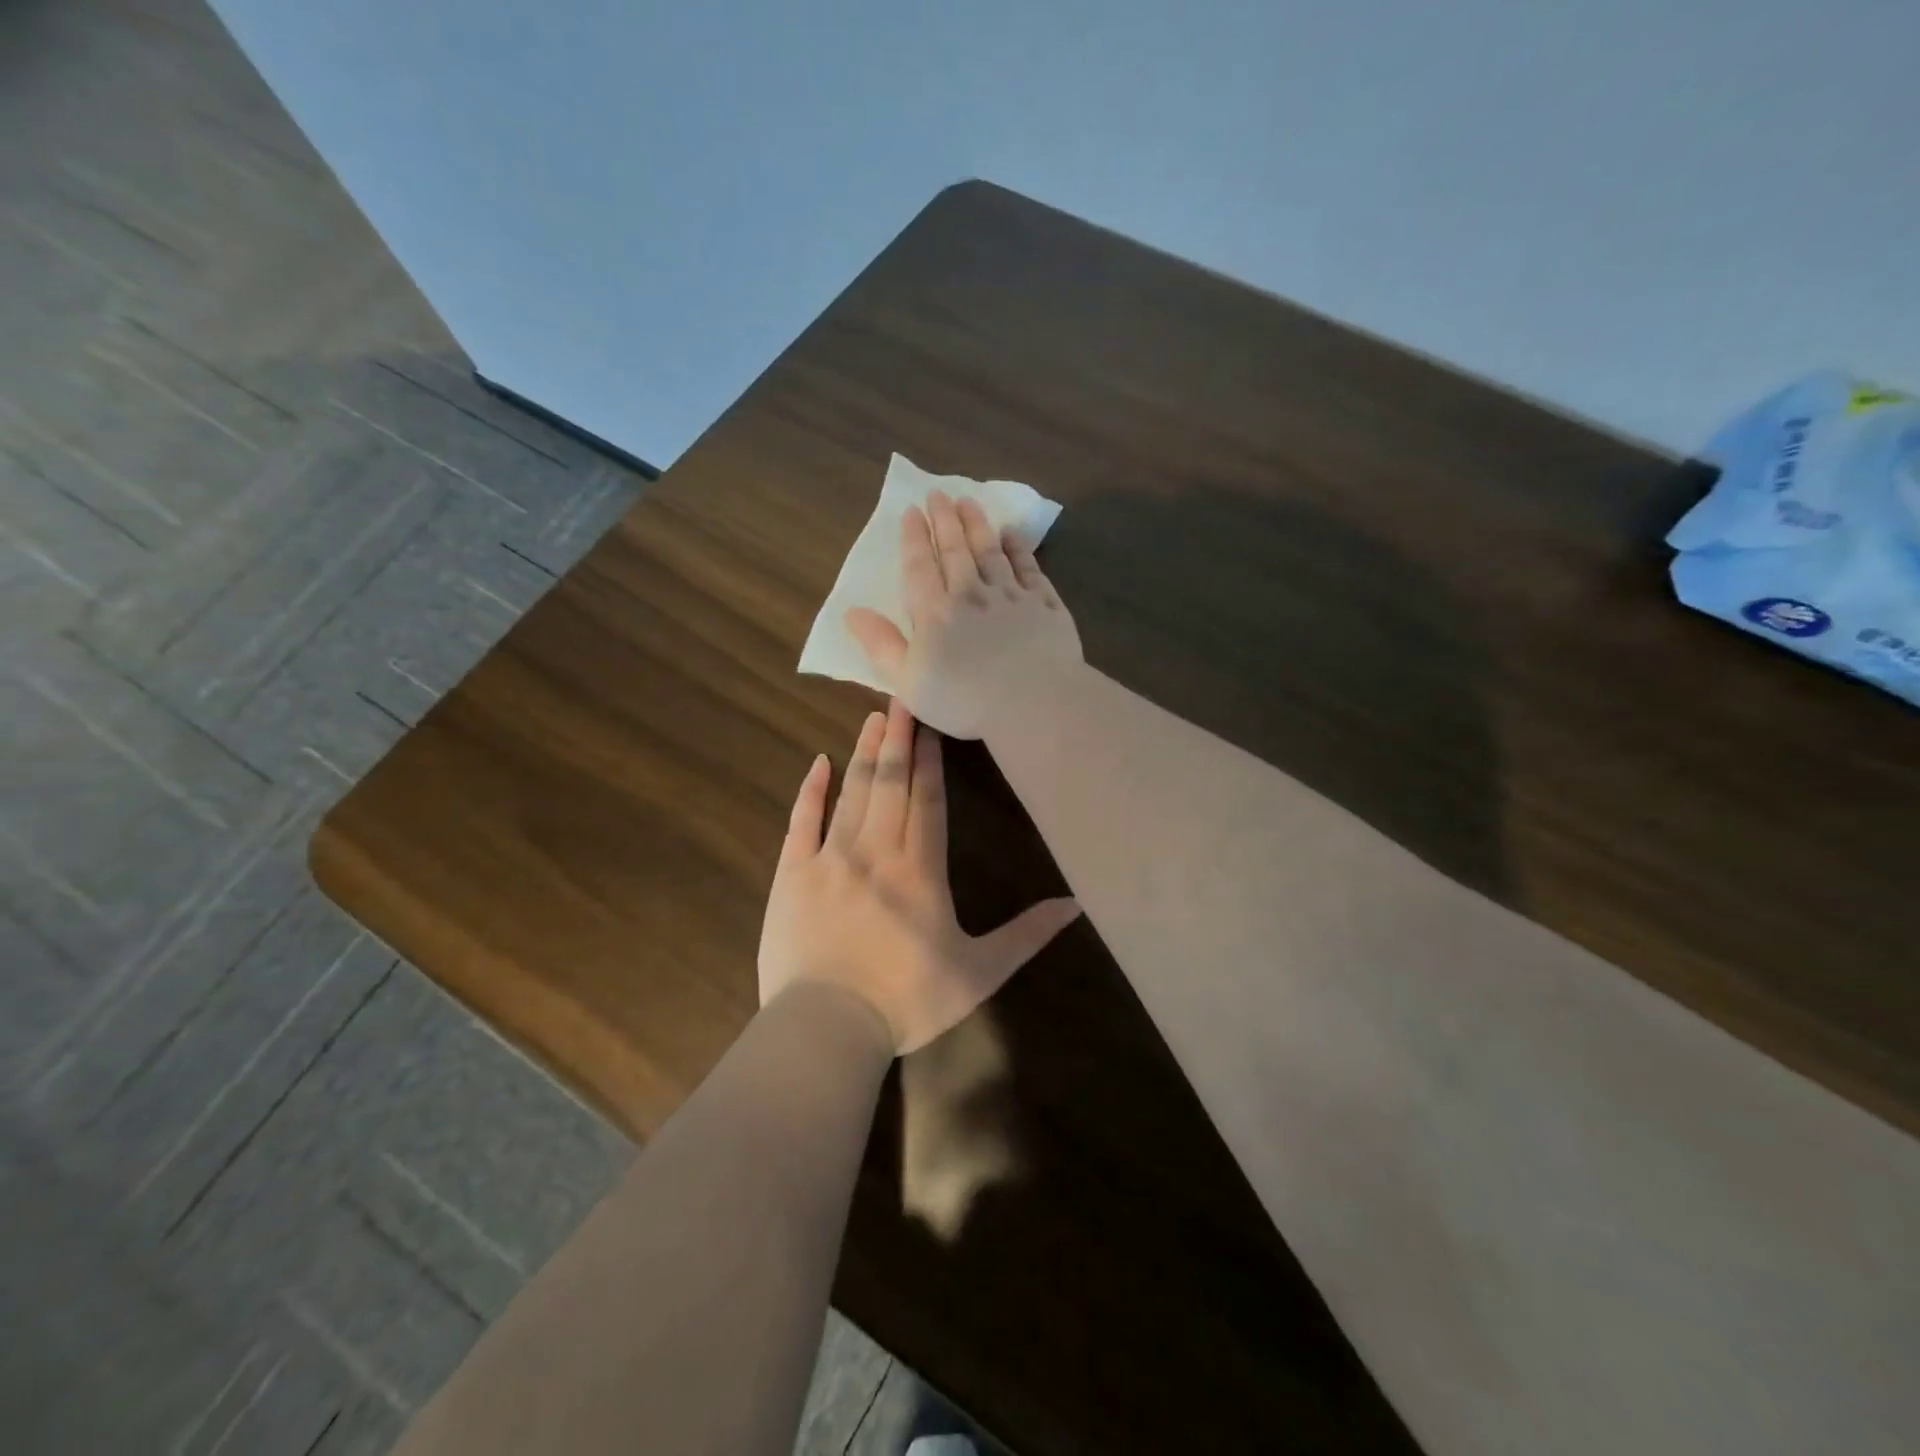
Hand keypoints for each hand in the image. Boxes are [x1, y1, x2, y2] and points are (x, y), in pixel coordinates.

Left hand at [758, 700, 1080, 1053]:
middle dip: (898, 738)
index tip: (930, 725)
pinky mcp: (793, 874)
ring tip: (872, 717)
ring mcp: (830, 858)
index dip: (930, 761)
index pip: (928, 801)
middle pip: (890, 784)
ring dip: (864, 753)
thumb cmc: (907, 1001)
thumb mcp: (979, 972)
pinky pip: (802, 821)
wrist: (827, 1027)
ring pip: (852, 793)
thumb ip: (1026, 934)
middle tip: (901, 695)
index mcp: (920, 870)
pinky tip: (818, 763)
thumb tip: (1075, 903)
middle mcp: (876, 851)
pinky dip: (811, 790)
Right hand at [845, 490, 1083, 739]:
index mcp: (936, 612)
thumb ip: (881, 645)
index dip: (914, 538)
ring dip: (978, 525)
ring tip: (969, 502)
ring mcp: (1012, 596)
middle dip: (945, 520)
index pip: (921, 567)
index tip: (911, 511)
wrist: (1034, 702)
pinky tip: (1012, 535)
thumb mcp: (908, 681)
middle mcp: (972, 594)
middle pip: (956, 550)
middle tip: (939, 494)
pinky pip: (1029, 568)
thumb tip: (852, 613)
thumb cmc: (965, 700)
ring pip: (991, 551)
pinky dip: (1019, 549)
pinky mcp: (1045, 604)